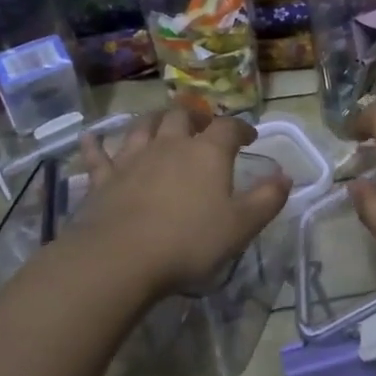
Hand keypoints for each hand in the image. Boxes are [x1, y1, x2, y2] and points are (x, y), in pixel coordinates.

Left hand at [71, 107, 290, 297]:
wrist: (120, 258)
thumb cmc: (189, 241)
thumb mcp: (241, 225)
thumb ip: (267, 199)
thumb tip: (286, 176)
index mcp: (207, 154)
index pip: (229, 127)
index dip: (242, 128)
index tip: (249, 137)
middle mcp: (170, 145)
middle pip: (182, 117)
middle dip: (195, 117)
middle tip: (202, 126)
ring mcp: (132, 159)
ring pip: (143, 126)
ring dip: (154, 120)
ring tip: (160, 123)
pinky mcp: (102, 179)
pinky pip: (97, 155)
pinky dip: (95, 144)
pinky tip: (90, 138)